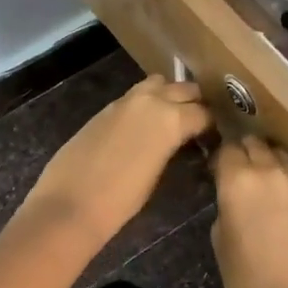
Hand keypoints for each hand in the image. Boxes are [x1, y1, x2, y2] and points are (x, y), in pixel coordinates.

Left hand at [22, 77, 210, 247]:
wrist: (70, 204)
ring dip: (169, 95)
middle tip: (199, 122)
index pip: (204, 112)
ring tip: (173, 117)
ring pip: (158, 84)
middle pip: (184, 89)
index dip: (212, 124)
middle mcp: (150, 101)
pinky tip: (145, 124)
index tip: (216, 135)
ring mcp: (124, 101)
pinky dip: (146, 103)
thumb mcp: (159, 175)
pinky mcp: (105, 108)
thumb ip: (174, 148)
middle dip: (195, 102)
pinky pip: (135, 96)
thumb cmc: (121, 201)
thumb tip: (184, 142)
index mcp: (171, 119)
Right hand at [210, 136, 287, 287]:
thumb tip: (234, 189)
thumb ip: (227, 201)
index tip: (225, 170)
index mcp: (238, 180)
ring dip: (278, 167)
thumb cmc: (244, 280)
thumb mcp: (219, 235)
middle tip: (249, 175)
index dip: (225, 158)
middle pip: (258, 144)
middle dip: (251, 155)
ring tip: (277, 190)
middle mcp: (273, 171)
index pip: (229, 148)